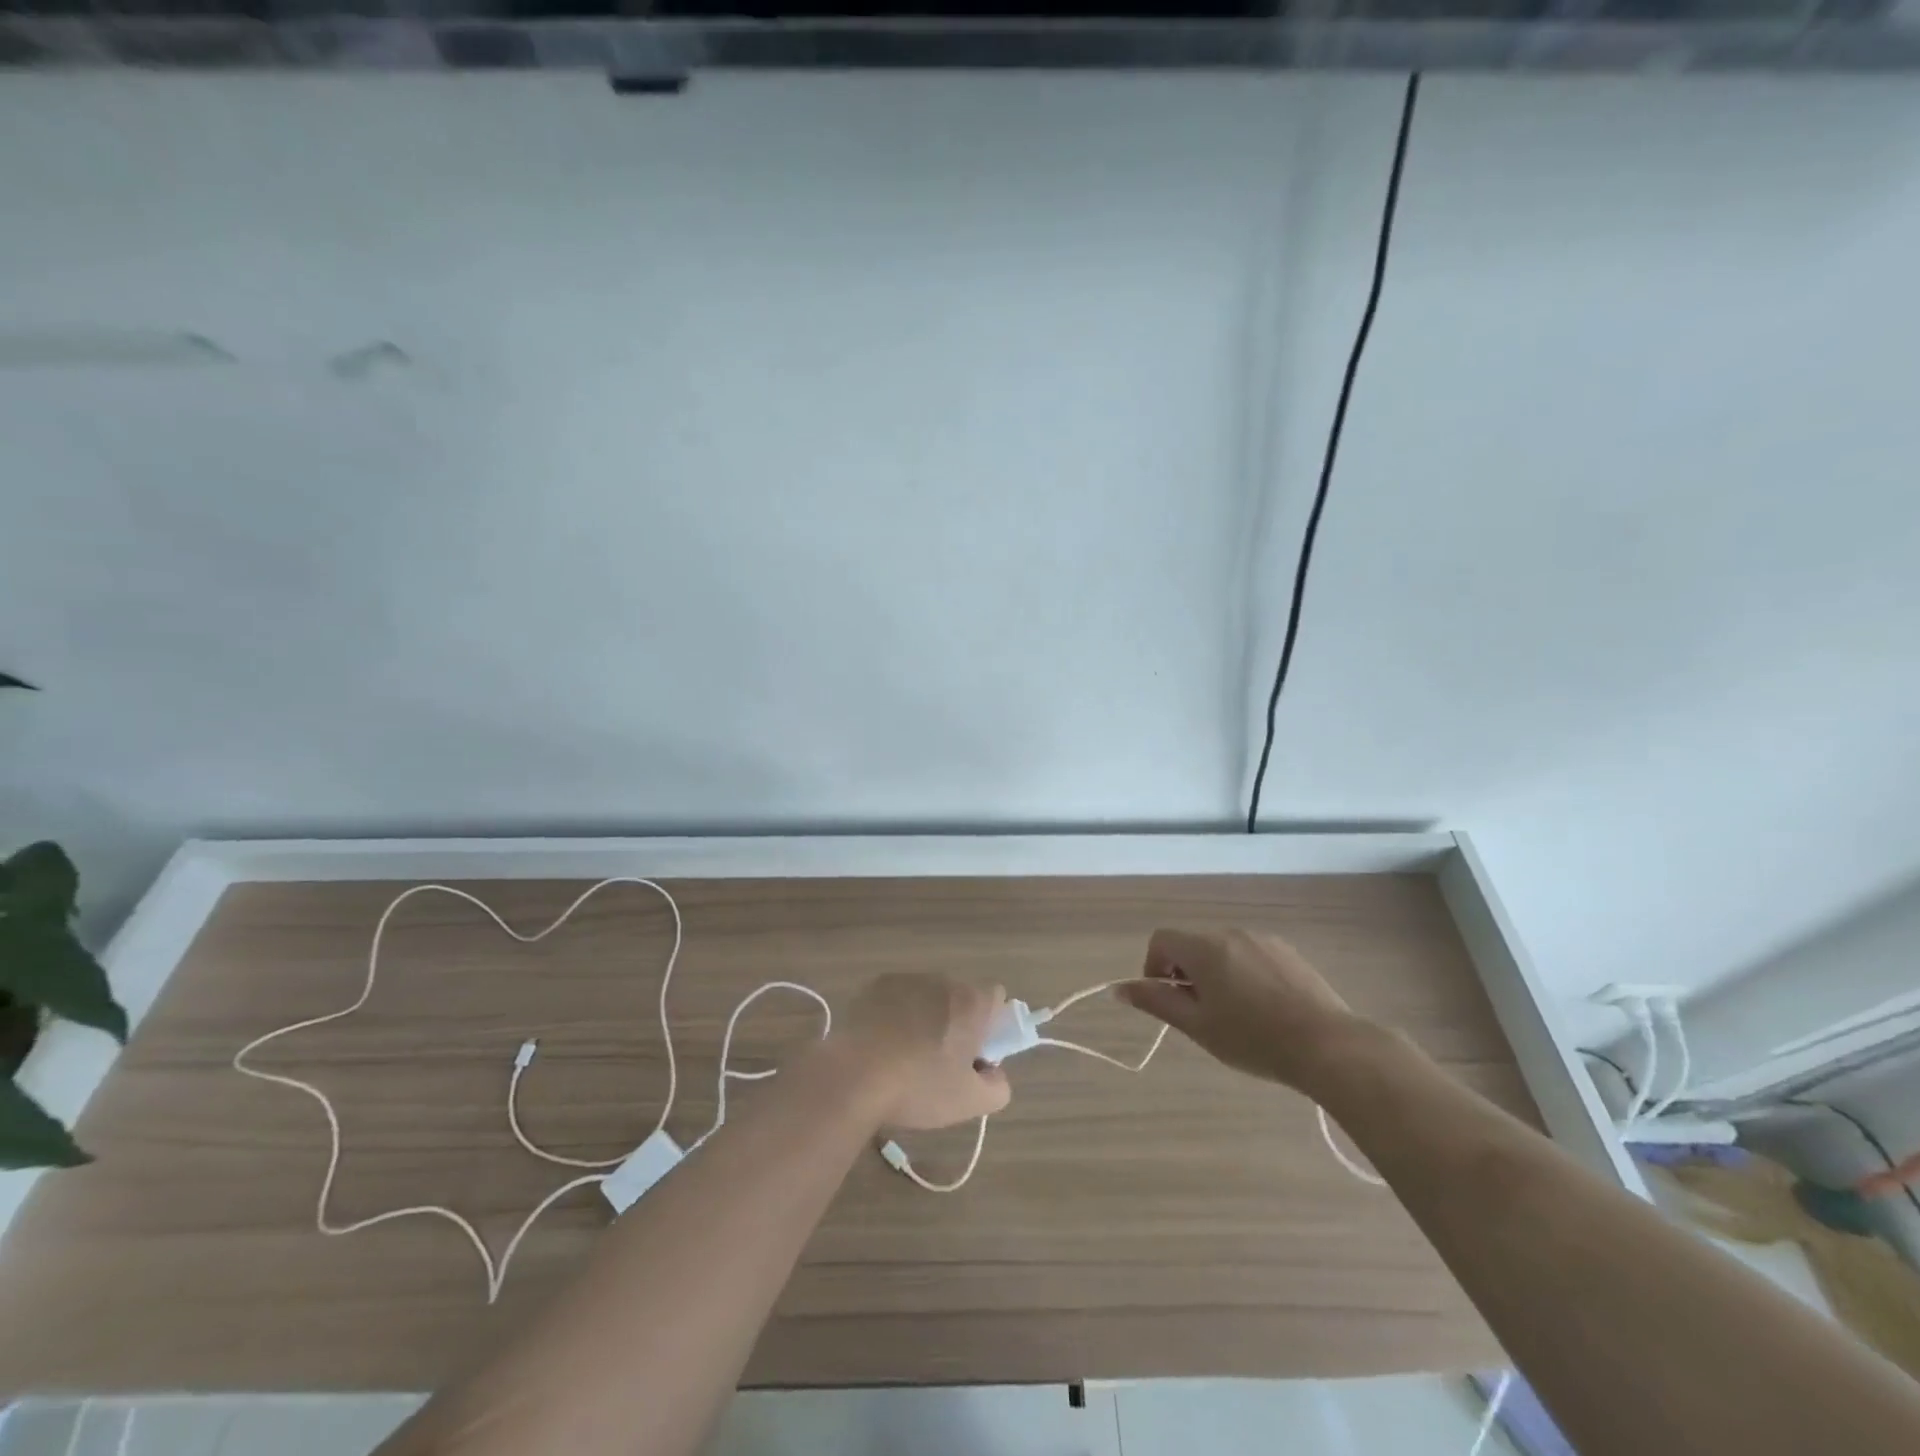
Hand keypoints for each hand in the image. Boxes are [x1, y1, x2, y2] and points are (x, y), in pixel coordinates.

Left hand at [833, 973, 1012, 1130]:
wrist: (855, 1076)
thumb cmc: (919, 1087)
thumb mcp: (970, 1102)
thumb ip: (998, 1086)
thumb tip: (994, 1072)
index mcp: (971, 1002)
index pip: (996, 997)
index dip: (991, 1023)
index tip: (975, 1052)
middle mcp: (942, 980)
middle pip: (960, 996)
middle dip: (956, 1021)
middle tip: (941, 1060)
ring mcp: (907, 979)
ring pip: (927, 996)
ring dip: (925, 1017)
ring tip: (905, 1055)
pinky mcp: (875, 985)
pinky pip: (897, 997)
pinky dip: (896, 1014)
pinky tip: (882, 1044)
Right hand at [1116, 929, 1364, 1092]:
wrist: (1328, 1046)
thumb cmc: (1253, 1039)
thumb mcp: (1198, 1026)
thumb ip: (1157, 1002)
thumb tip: (1119, 989)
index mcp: (1204, 948)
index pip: (1161, 940)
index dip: (1155, 967)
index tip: (1170, 1001)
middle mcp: (1231, 933)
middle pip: (1193, 945)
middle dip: (1187, 974)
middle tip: (1202, 1015)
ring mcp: (1264, 940)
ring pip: (1224, 951)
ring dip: (1217, 974)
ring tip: (1236, 1016)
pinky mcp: (1289, 953)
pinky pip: (1251, 956)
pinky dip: (1245, 974)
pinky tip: (1265, 1009)